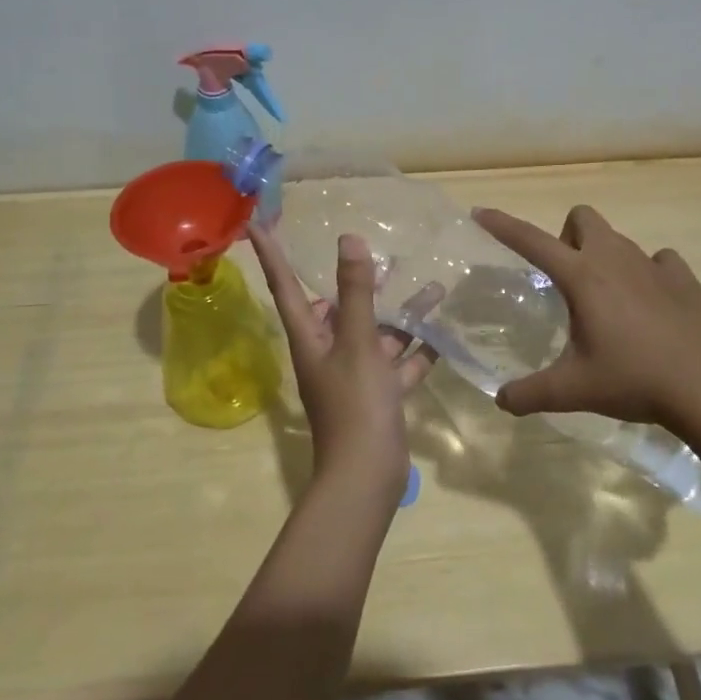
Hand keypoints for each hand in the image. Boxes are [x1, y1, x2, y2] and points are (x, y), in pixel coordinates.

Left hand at [250, 226, 435, 502]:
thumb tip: (348, 240)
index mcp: (310, 338)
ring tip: (432, 287)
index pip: (284, 285)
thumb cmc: (355, 404)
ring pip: (376, 334)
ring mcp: (354, 375)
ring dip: (400, 314)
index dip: (272, 254)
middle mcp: (327, 352)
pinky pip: (399, 363)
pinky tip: (442, 332)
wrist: (367, 476)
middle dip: (359, 284)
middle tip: (380, 257)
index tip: (258, 224)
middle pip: (337, 308)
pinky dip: (417, 349)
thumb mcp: (357, 342)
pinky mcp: (379, 395)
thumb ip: (356, 292)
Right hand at [472, 204, 700, 436]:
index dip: (503, 225)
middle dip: (567, 237)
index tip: (481, 213)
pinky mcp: (684, 277)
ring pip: (618, 239)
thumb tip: (501, 400)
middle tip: (566, 280)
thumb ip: (531, 393)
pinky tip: (649, 304)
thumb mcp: (574, 390)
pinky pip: (657, 260)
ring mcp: (653, 264)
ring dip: (603, 256)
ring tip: (606, 300)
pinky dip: (646, 272)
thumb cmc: (634, 379)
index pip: (532, 241)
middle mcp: (615, 259)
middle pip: (582, 218)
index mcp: (582, 277)